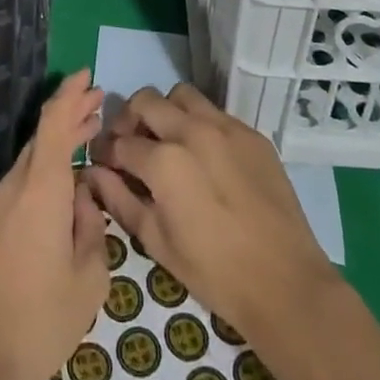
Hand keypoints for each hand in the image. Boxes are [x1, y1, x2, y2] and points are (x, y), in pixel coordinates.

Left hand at [0, 70, 107, 379]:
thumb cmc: (37, 321)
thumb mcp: (88, 280)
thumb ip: (92, 229)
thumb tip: (84, 201)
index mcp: (40, 188)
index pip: (54, 122)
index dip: (71, 94)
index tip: (89, 75)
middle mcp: (12, 186)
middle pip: (41, 139)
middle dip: (70, 118)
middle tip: (98, 105)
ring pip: (28, 164)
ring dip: (55, 150)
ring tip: (84, 143)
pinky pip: (16, 189)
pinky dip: (39, 176)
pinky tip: (55, 196)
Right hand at [85, 83, 335, 338]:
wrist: (286, 283)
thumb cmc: (214, 272)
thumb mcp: (157, 242)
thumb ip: (120, 199)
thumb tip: (93, 172)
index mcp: (164, 161)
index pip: (120, 142)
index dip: (106, 152)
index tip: (104, 161)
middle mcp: (192, 131)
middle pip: (146, 101)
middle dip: (130, 119)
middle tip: (132, 145)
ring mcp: (226, 127)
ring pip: (182, 96)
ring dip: (166, 111)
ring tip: (168, 141)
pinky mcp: (251, 133)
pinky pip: (215, 113)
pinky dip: (199, 124)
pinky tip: (205, 156)